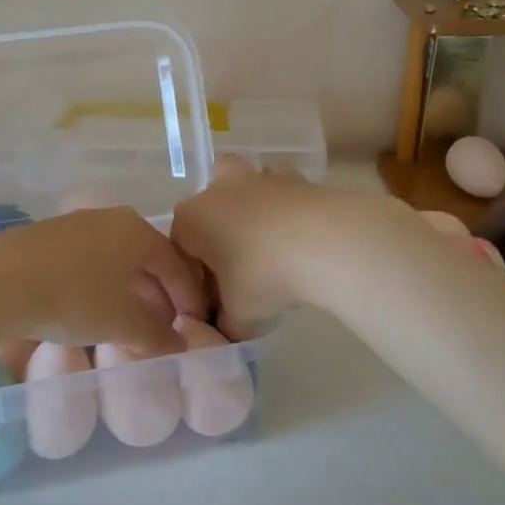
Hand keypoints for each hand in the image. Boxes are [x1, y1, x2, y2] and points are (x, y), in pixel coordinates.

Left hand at [0, 207, 208, 355]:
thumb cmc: (73, 297)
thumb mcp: (122, 323)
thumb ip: (156, 335)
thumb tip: (178, 346)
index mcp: (136, 231)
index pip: (175, 264)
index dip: (189, 296)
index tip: (195, 323)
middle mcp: (110, 219)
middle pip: (145, 258)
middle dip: (158, 293)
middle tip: (164, 325)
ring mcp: (75, 225)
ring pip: (115, 260)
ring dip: (128, 291)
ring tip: (128, 322)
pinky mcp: (46, 237)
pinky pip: (88, 261)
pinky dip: (100, 285)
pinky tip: (91, 309)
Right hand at [170, 158, 388, 337]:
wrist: (324, 243)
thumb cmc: (264, 276)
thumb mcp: (239, 316)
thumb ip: (225, 324)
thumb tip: (223, 328)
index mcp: (191, 219)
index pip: (180, 248)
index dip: (195, 277)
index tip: (215, 301)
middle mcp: (218, 190)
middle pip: (208, 208)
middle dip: (217, 231)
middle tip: (238, 266)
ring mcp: (257, 177)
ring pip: (245, 186)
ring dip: (250, 207)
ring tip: (269, 244)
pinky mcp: (295, 177)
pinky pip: (282, 188)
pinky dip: (286, 204)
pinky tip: (299, 231)